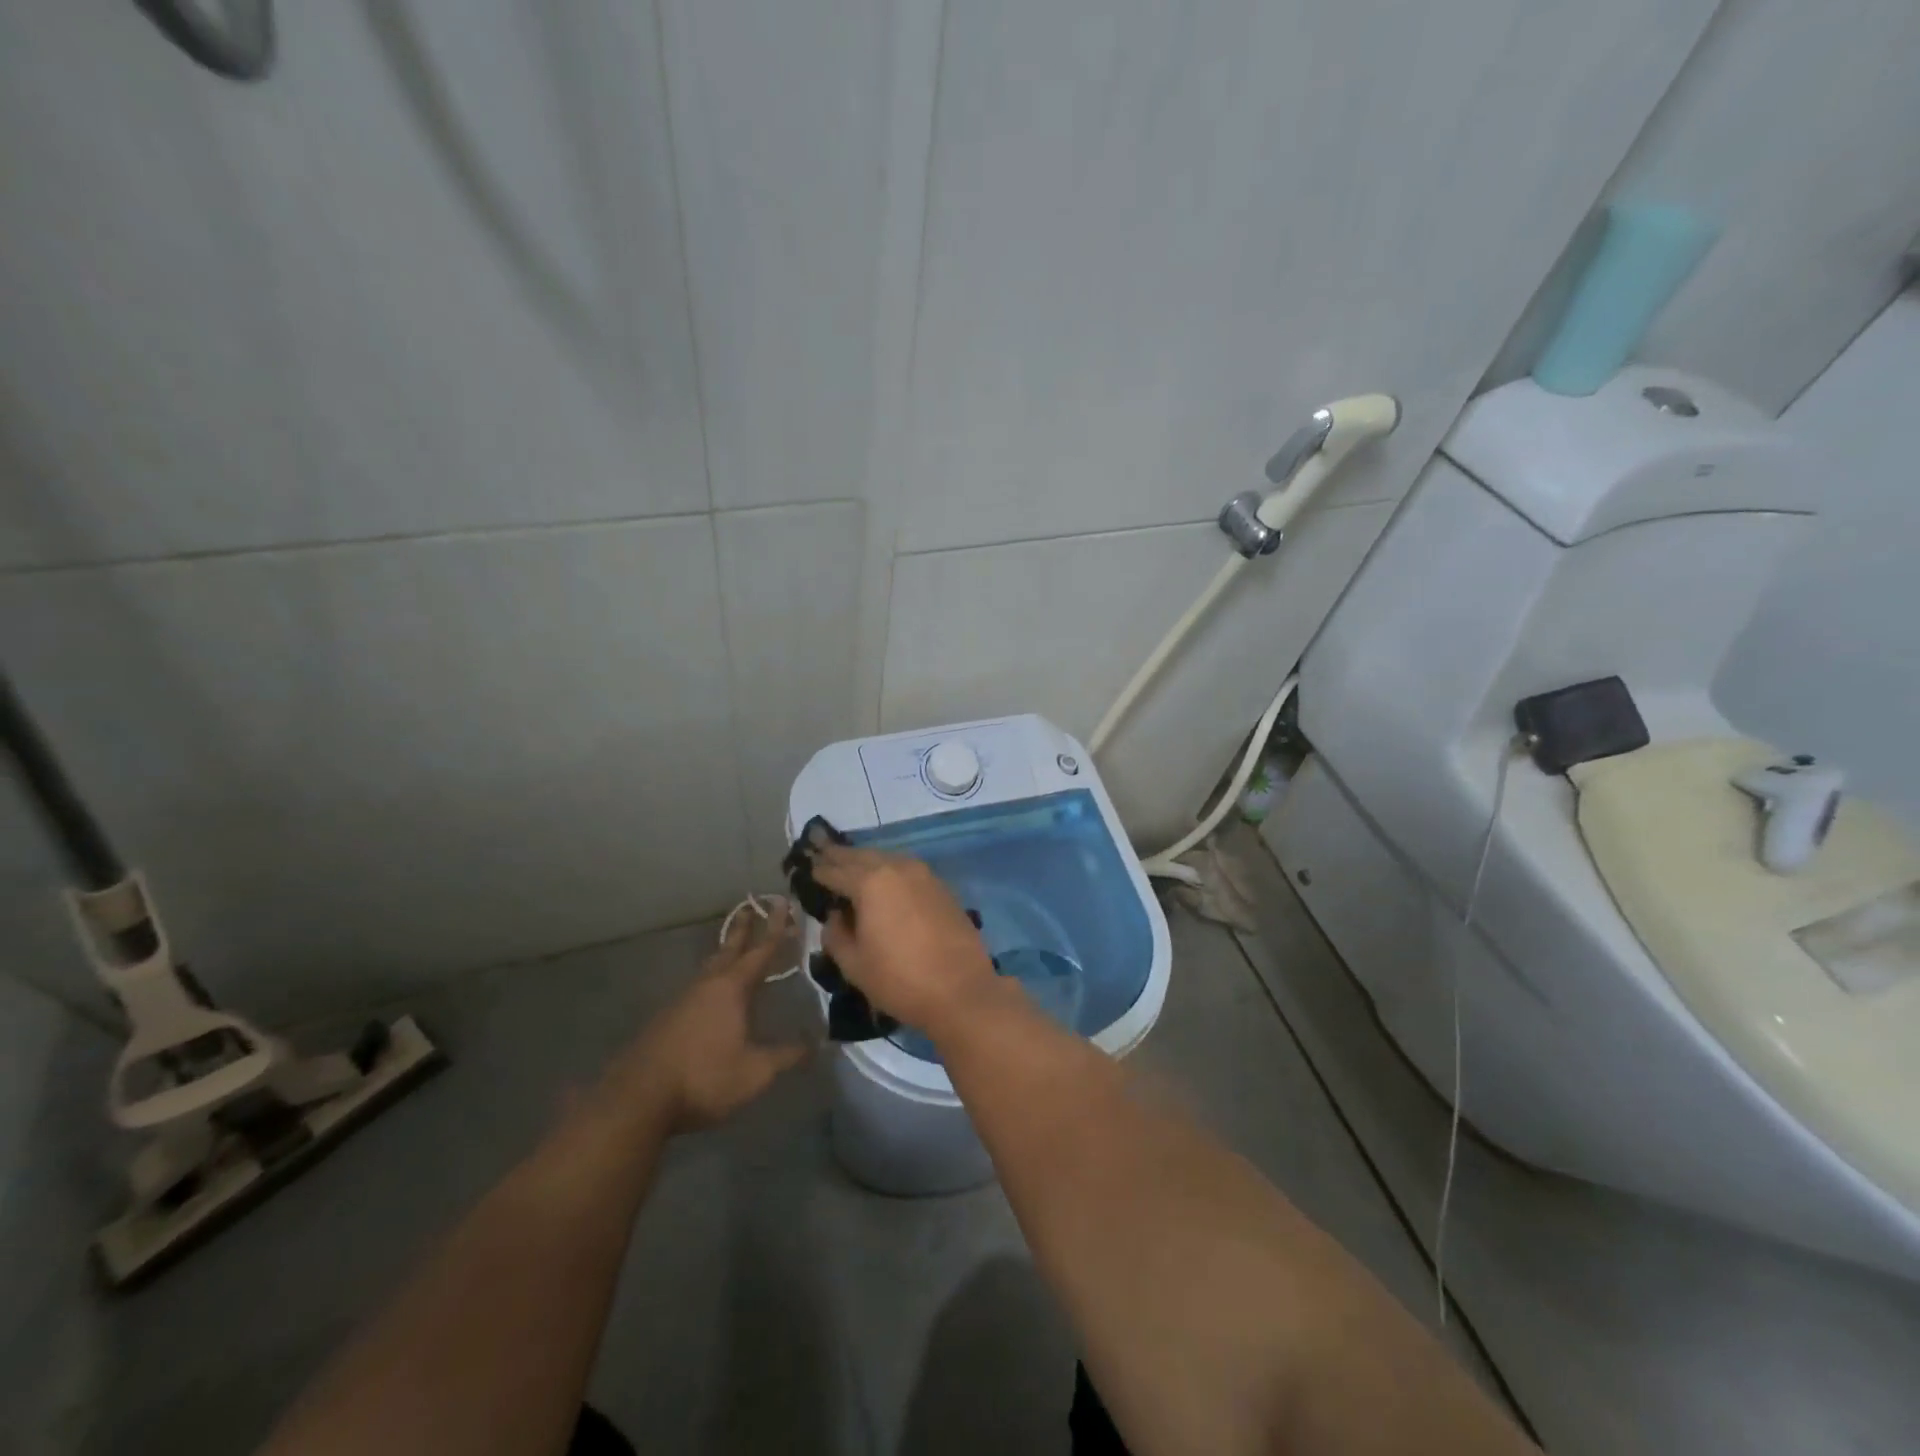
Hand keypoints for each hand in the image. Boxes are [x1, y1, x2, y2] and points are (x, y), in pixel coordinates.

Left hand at [616, 901, 810, 1133]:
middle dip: (743, 930)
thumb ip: (787, 1056)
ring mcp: (682, 1001)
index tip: (782, 903)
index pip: (760, 951)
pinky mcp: (666, 1020)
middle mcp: (707, 985)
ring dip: (724, 954)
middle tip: (749, 907)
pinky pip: (696, 989)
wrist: (639, 1099)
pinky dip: (710, 980)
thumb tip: (816, 1044)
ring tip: (733, 949)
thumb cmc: (704, 1077)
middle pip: (729, 950)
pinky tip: (711, 995)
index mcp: (732, 989)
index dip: (775, 928)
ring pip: (709, 969)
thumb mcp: (755, 1072)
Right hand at [812, 845, 999, 1035]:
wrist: (961, 989)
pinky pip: (906, 868)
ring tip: (851, 867)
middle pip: (861, 856)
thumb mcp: (854, 964)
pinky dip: (889, 869)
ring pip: (886, 858)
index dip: (818, 871)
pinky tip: (884, 881)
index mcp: (870, 883)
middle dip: (840, 856)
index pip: (835, 870)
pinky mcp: (940, 886)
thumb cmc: (900, 980)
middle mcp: (896, 868)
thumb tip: (835, 916)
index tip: (806, 869)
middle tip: (822, 855)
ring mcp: (923, 874)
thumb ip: (836, 934)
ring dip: (866, 860)